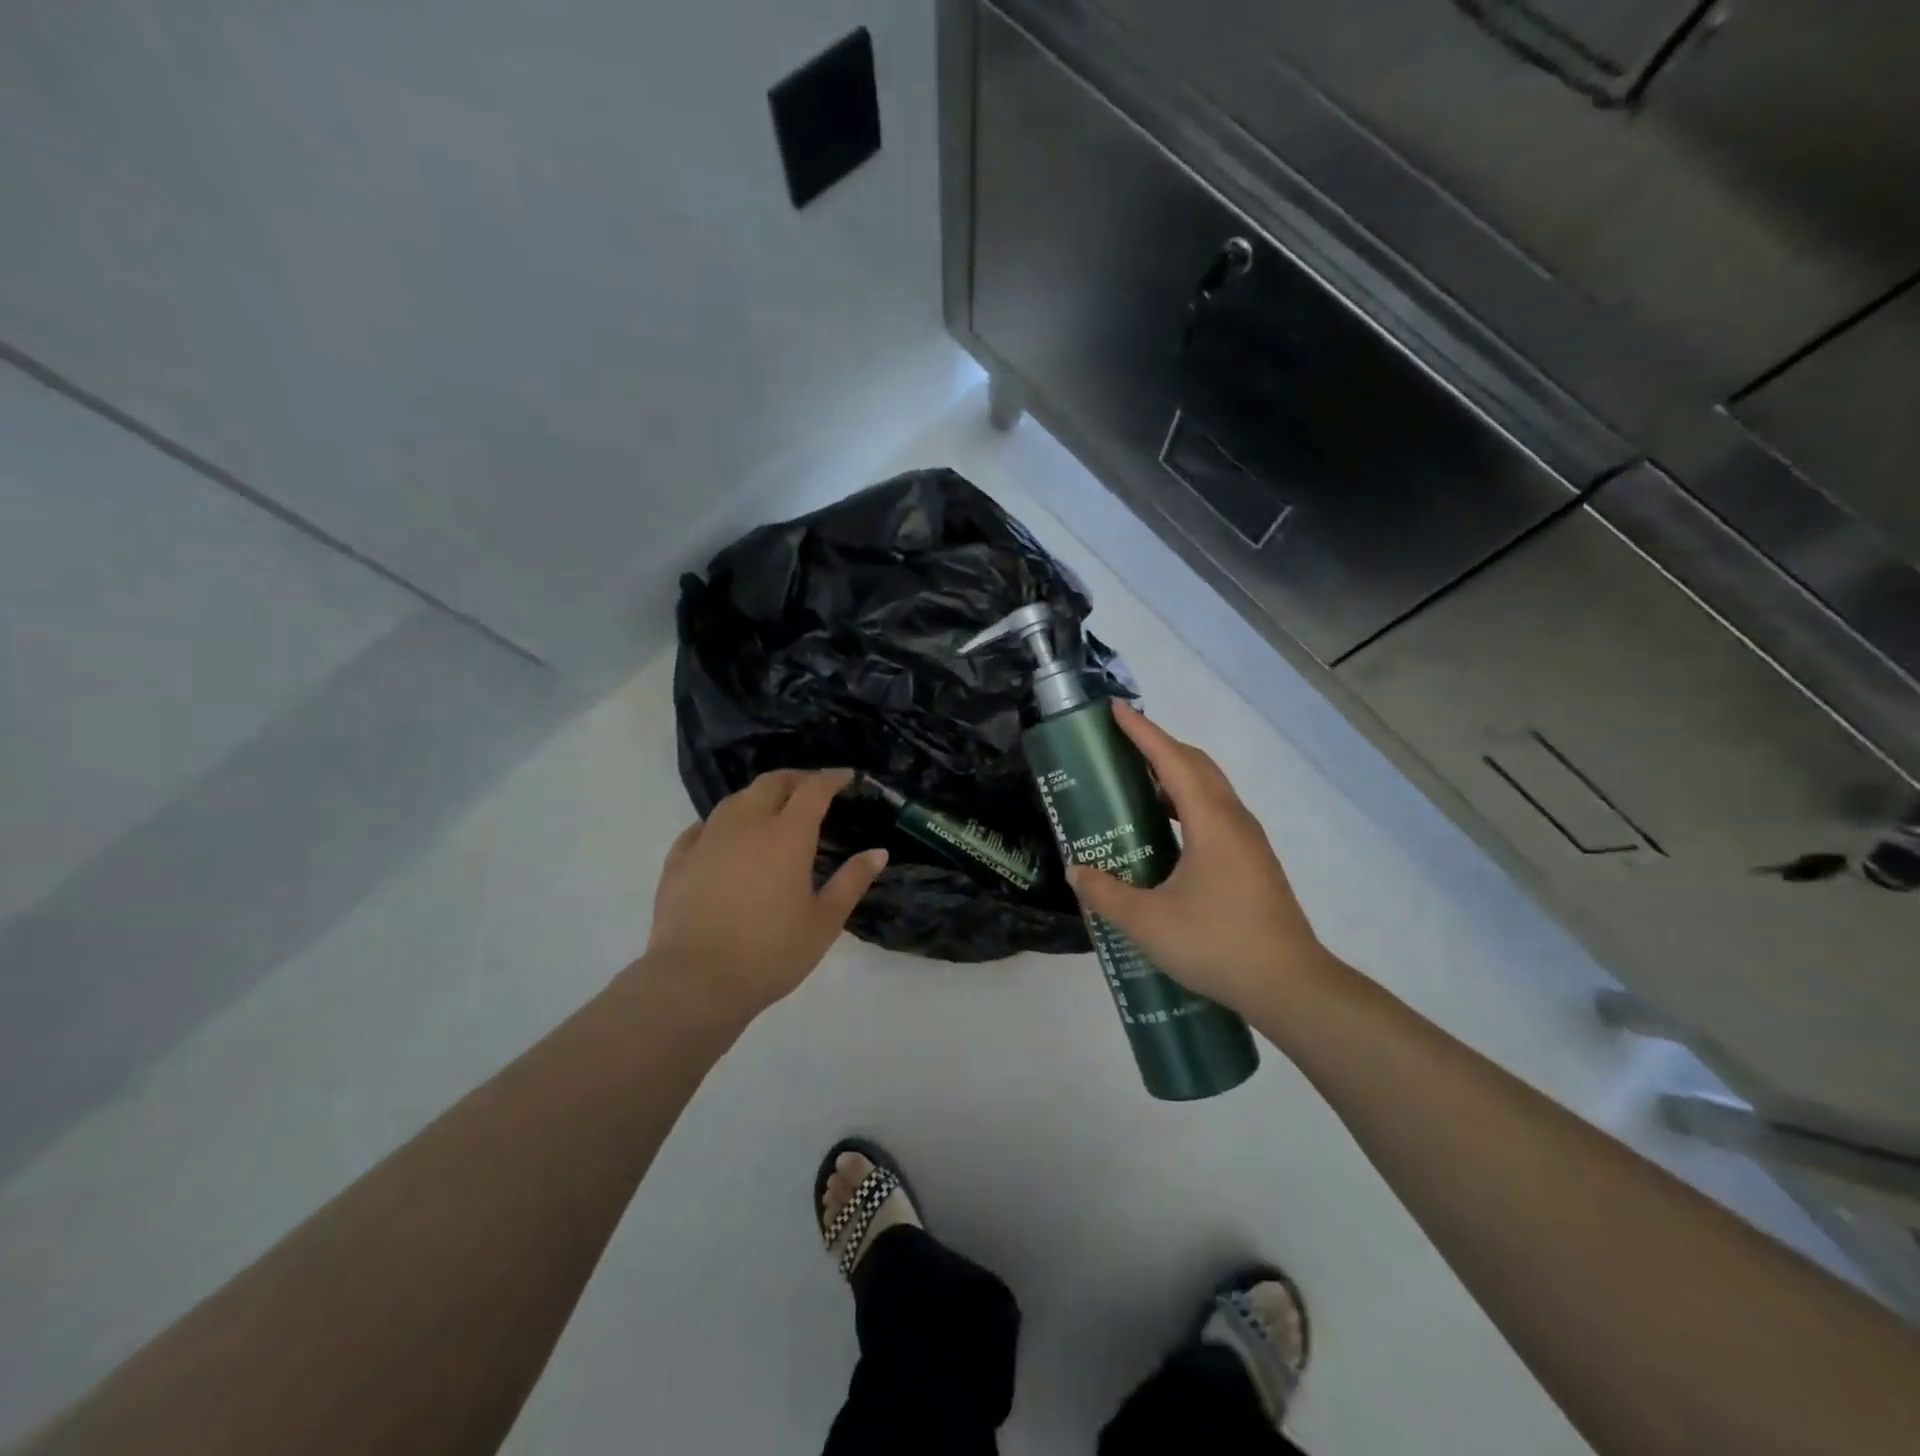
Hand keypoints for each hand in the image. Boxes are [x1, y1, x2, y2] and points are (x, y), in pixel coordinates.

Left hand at [640, 769, 887, 1021]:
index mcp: (787, 835)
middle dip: (795, 779)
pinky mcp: (679, 859)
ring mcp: (707, 839)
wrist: (695, 981)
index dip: (831, 778)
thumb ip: (852, 881)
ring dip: (759, 796)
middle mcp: (746, 824)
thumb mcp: (824, 922)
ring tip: (770, 809)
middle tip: (811, 788)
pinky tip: (725, 836)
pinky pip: (703, 826)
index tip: (846, 777)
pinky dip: (723, 821)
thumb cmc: (770, 953)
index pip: (813, 790)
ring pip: (735, 799)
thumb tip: (878, 852)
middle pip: (771, 783)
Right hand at [1067, 703, 1332, 1017]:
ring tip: (1136, 787)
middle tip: (1120, 748)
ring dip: (1174, 777)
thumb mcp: (1147, 923)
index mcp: (1211, 821)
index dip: (1142, 732)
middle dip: (1159, 747)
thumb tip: (1077, 871)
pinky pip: (1215, 814)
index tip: (1115, 711)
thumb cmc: (1217, 944)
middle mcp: (1234, 821)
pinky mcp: (1253, 863)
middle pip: (1196, 765)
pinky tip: (1165, 834)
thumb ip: (1106, 894)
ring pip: (1209, 790)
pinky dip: (1186, 805)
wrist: (1289, 986)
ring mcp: (1248, 842)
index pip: (1172, 760)